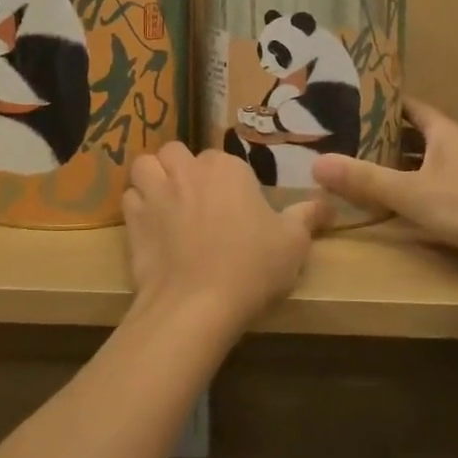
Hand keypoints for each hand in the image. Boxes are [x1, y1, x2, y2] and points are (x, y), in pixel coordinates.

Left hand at [123, 143, 328, 335]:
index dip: (226, 180)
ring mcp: (155, 192)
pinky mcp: (133, 218)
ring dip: (153, 177)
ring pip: (145, 166)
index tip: (235, 205)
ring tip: (165, 200)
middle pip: (176, 152)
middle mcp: (187, 170)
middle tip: (196, 198)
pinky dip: (137, 206)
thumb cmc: (251, 267)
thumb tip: (328, 204)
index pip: (222, 159)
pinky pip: (129, 198)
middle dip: (182, 168)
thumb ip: (308, 216)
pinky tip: (150, 225)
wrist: (197, 305)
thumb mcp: (293, 243)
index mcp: (226, 168)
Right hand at [313, 99, 457, 273]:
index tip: (345, 101)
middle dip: (379, 134)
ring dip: (395, 162)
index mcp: (444, 132)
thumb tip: (315, 162)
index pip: (406, 105)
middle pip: (412, 133)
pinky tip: (392, 200)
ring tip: (357, 165)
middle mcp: (456, 146)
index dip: (378, 101)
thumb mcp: (414, 194)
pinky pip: (432, 183)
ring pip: (422, 160)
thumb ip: (366, 180)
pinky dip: (410, 186)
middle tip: (340, 136)